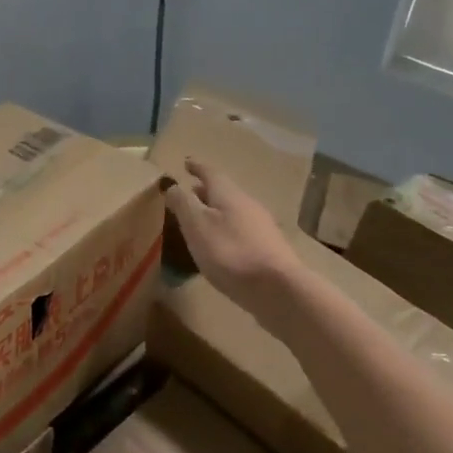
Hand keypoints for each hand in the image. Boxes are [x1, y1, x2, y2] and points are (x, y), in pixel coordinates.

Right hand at [165, 157, 302, 314]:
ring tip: (200, 220)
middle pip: (224, 192)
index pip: (210, 173)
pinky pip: (241, 231)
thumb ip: (183, 203)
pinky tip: (219, 245)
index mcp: (229, 195)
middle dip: (205, 191)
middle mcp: (248, 205)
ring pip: (233, 212)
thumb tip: (174, 186)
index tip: (186, 162)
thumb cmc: (230, 252)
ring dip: (216, 211)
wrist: (278, 290)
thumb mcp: (196, 225)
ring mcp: (262, 228)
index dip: (197, 167)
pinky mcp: (268, 251)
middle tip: (189, 192)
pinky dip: (226, 230)